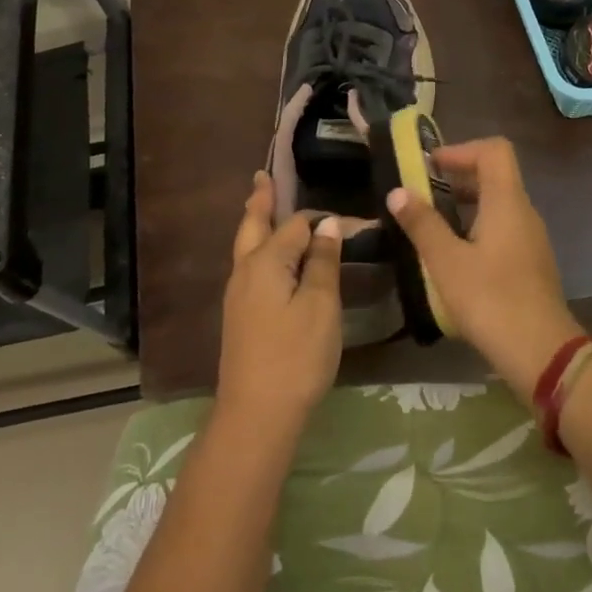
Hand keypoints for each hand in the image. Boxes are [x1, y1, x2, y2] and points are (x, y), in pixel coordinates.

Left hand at [216, 171, 343, 432]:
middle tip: (262, 177)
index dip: (323, 220)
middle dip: (260, 201)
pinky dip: (258, 249)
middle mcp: (246, 270)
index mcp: (266, 261)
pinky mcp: (239, 316)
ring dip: (256, 223)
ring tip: (261, 206)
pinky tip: (268, 259)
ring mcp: (238, 295)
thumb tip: (327, 225)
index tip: (352, 221)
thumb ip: (324, 262)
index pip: (297, 225)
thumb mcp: (321, 306)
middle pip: (253, 226)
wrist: (256, 414)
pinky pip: (249, 267)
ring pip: (246, 246)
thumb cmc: (296, 356)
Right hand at [386, 137, 583, 395]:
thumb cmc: (491, 300)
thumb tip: (398, 192)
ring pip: (497, 205)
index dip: (461, 150)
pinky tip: (453, 257)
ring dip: (464, 206)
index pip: (494, 150)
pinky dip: (476, 229)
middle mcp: (524, 213)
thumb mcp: (446, 262)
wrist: (542, 354)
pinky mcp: (530, 263)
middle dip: (457, 178)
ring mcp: (531, 239)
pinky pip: (502, 230)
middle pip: (495, 176)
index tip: (430, 166)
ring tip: (430, 226)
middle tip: (421, 194)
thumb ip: (422, 224)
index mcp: (507, 202)